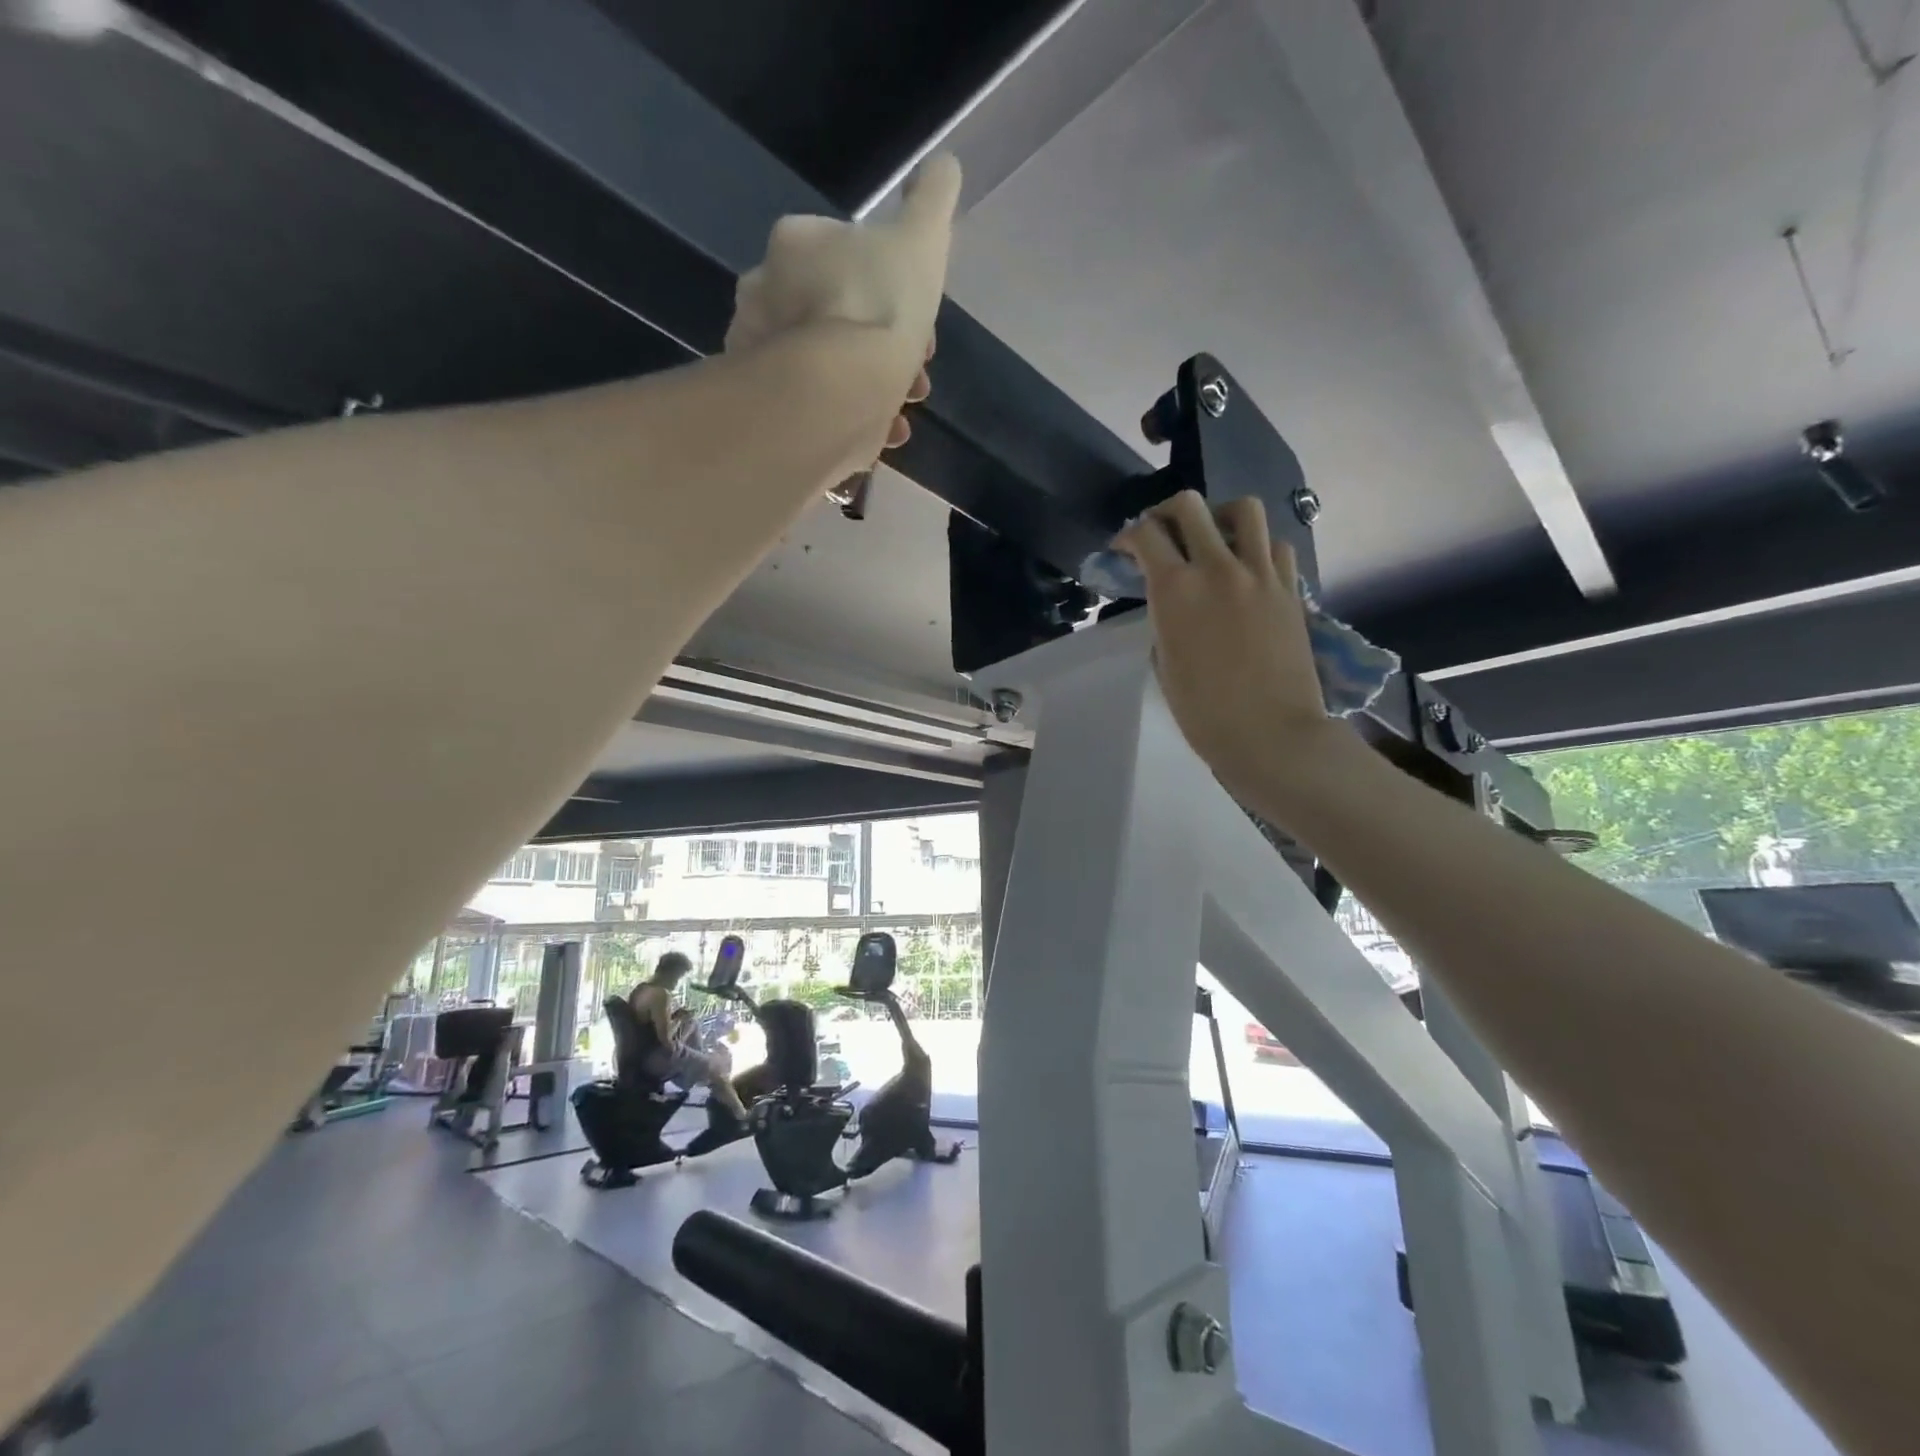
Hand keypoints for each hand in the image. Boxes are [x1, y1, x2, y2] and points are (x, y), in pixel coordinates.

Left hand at [726, 155, 960, 450]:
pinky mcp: (771, 409)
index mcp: (795, 244)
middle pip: (839, 314)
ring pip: (830, 365)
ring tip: (904, 409)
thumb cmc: (879, 306)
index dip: (893, 288)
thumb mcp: (921, 240)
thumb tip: (943, 166)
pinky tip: (884, 432)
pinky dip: (854, 417)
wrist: (838, 392)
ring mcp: (763, 355)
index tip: (922, 320)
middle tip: (918, 373)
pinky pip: (818, 407)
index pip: (847, 255)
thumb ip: (932, 201)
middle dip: (886, 343)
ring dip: (874, 384)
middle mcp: (765, 294)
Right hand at [1115, 493, 1336, 803]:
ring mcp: (1260, 574)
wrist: (1270, 733)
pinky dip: (1258, 548)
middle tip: (1162, 534)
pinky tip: (1249, 570)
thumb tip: (1174, 604)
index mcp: (1175, 590)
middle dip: (1166, 513)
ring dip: (1220, 517)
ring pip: (1244, 509)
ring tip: (1214, 540)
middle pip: (1189, 506)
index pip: (1145, 534)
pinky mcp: (1290, 588)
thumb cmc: (1203, 712)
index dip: (1128, 535)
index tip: (1123, 550)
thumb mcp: (1165, 662)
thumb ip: (1165, 620)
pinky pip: (1275, 545)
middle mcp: (1217, 568)